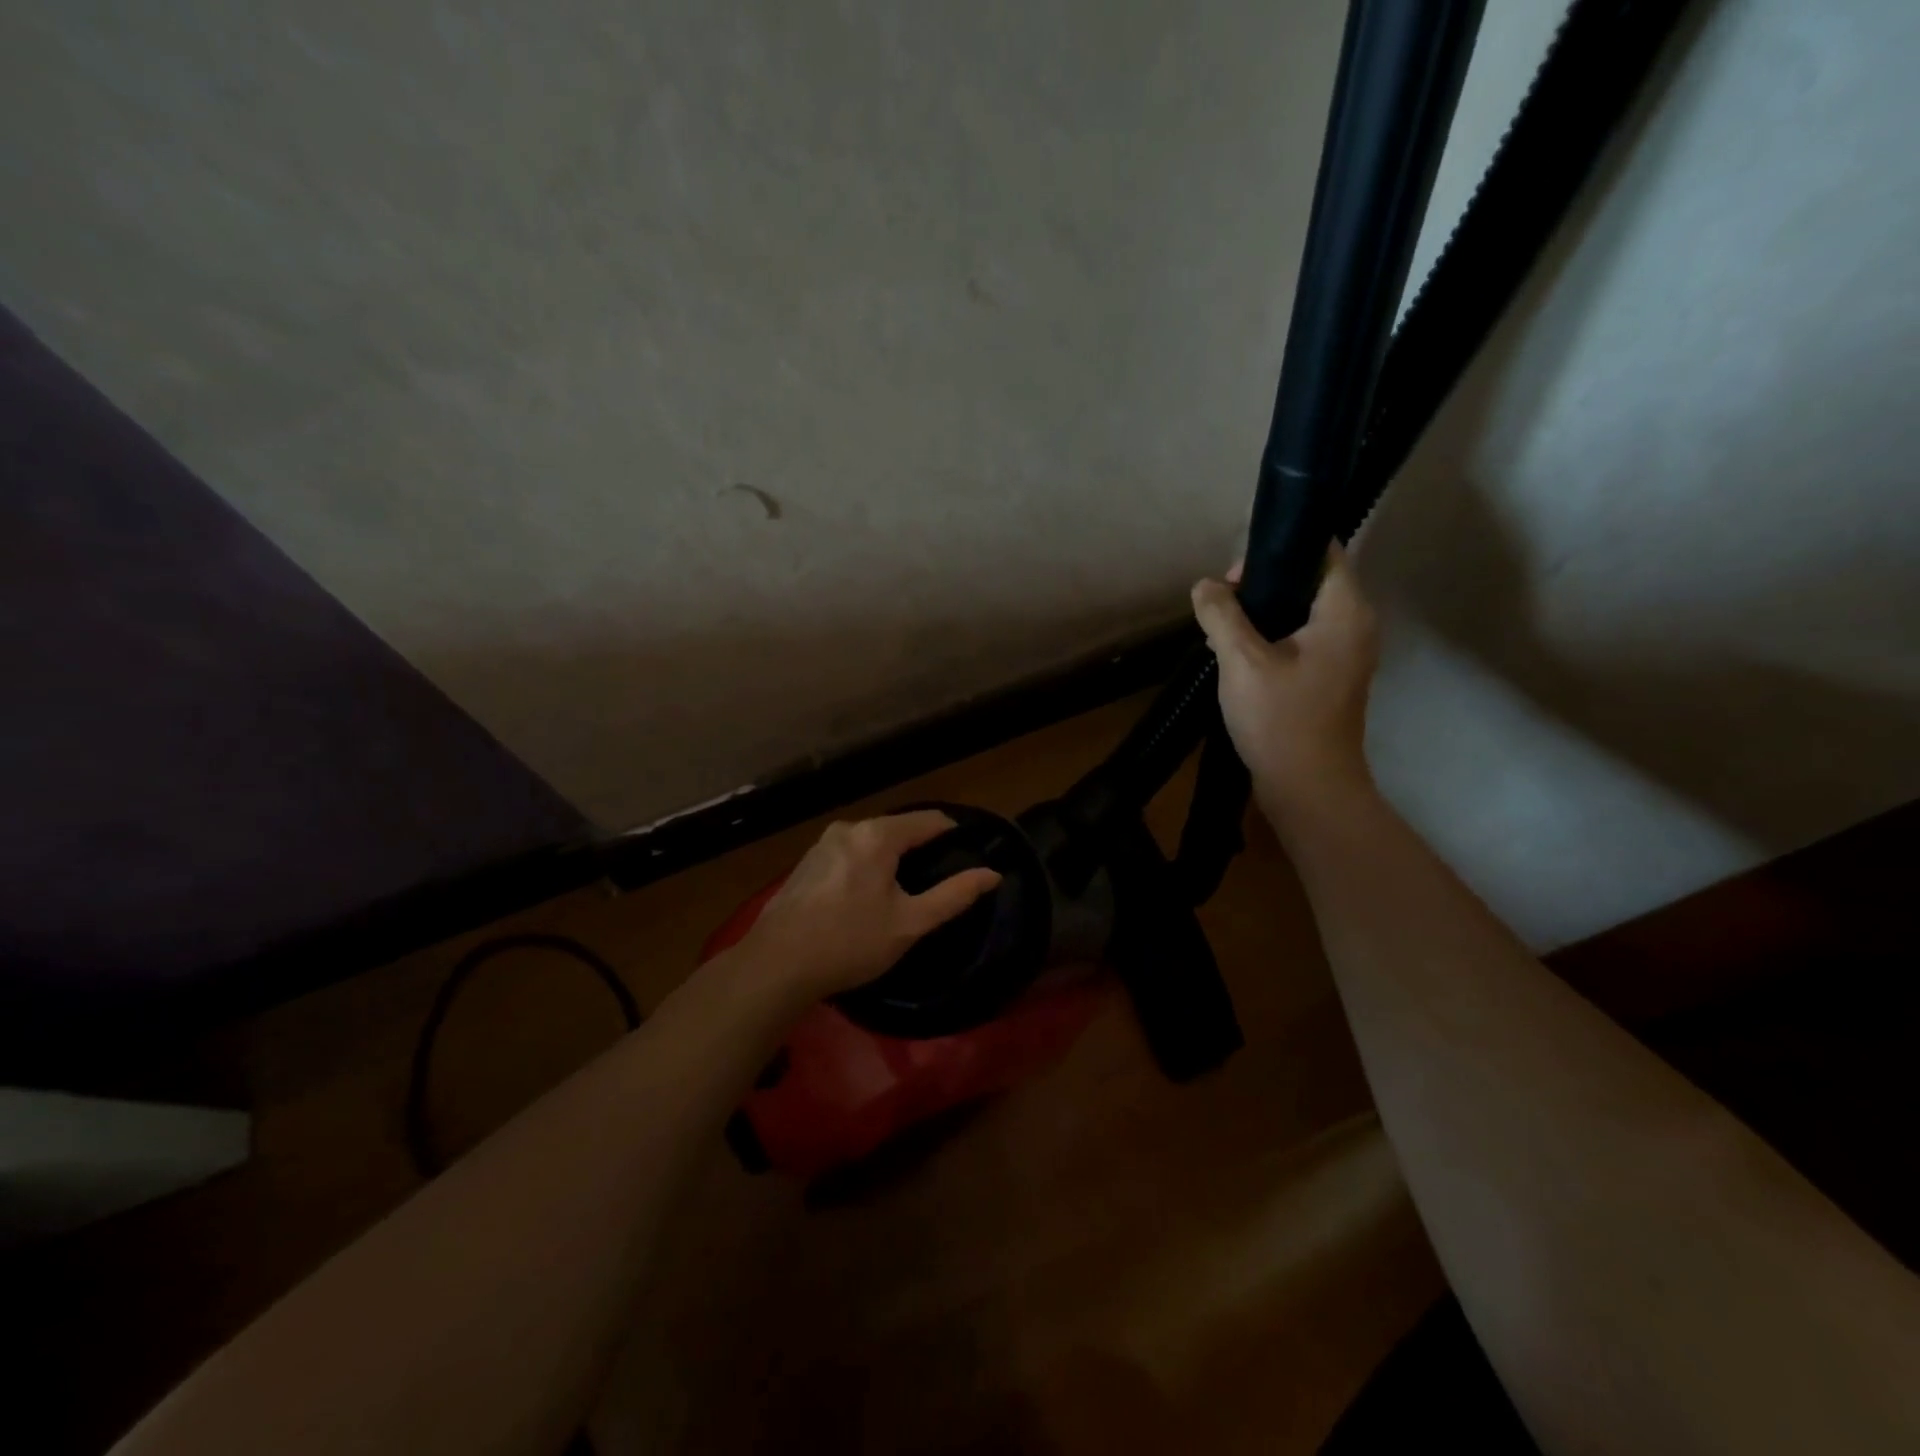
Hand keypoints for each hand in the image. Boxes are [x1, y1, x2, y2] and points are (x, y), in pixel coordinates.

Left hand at [738, 810, 1002, 1000]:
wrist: (776, 964)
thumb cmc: (850, 942)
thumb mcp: (910, 923)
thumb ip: (954, 895)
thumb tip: (992, 874)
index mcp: (877, 835)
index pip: (929, 820)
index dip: (954, 833)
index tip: (970, 853)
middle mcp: (849, 828)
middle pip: (899, 829)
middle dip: (922, 848)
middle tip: (940, 879)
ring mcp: (822, 844)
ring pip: (872, 842)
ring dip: (892, 859)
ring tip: (907, 891)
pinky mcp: (806, 863)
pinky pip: (850, 854)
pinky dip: (867, 867)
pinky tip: (867, 897)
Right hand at [1190, 546, 1379, 815]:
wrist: (1308, 788)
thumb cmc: (1280, 719)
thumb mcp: (1241, 661)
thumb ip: (1222, 615)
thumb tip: (1205, 586)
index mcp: (1345, 612)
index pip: (1324, 552)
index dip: (1279, 552)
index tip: (1237, 572)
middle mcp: (1355, 627)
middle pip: (1310, 582)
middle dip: (1264, 585)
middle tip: (1221, 602)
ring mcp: (1345, 656)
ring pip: (1302, 615)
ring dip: (1263, 615)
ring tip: (1222, 628)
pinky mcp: (1330, 680)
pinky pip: (1301, 642)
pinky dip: (1272, 640)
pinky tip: (1237, 657)